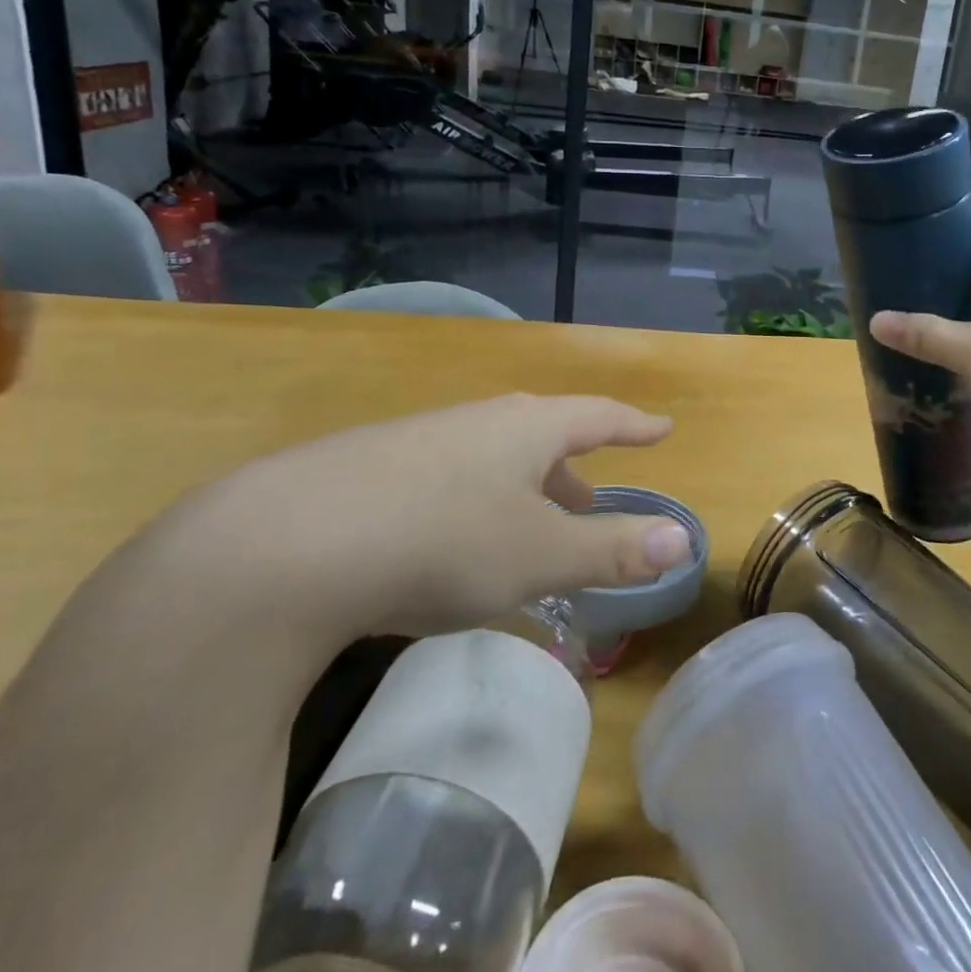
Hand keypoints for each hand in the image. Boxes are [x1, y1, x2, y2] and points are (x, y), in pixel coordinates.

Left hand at [156, 393, 689, 652]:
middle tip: (590, 499)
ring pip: (490, 458)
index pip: (598, 416)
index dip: (634, 425)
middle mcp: (477, 422)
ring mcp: (419, 441)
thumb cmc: (442, 541)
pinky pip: (445, 479)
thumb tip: (686, 538)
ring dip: (520, 489)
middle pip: (542, 435)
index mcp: (527, 428)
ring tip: (527, 528)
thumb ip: (614, 549)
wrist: (285, 544)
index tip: (661, 427)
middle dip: (572, 469)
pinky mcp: (370, 470)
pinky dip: (471, 504)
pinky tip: (448, 543)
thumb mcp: (539, 555)